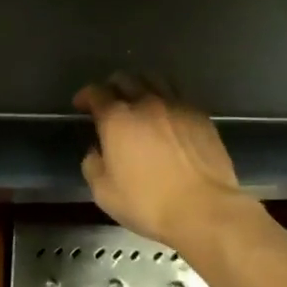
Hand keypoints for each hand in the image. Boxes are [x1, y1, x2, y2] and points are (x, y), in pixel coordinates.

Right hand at [75, 75, 247, 248]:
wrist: (204, 208)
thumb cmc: (148, 202)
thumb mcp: (105, 193)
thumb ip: (93, 165)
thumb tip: (96, 152)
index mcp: (118, 119)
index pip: (96, 93)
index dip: (86, 95)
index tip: (82, 105)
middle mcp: (146, 102)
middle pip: (125, 79)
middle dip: (112, 86)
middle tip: (110, 101)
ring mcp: (176, 105)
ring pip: (154, 79)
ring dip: (141, 85)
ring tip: (140, 100)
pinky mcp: (200, 115)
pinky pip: (178, 95)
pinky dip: (166, 99)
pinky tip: (167, 115)